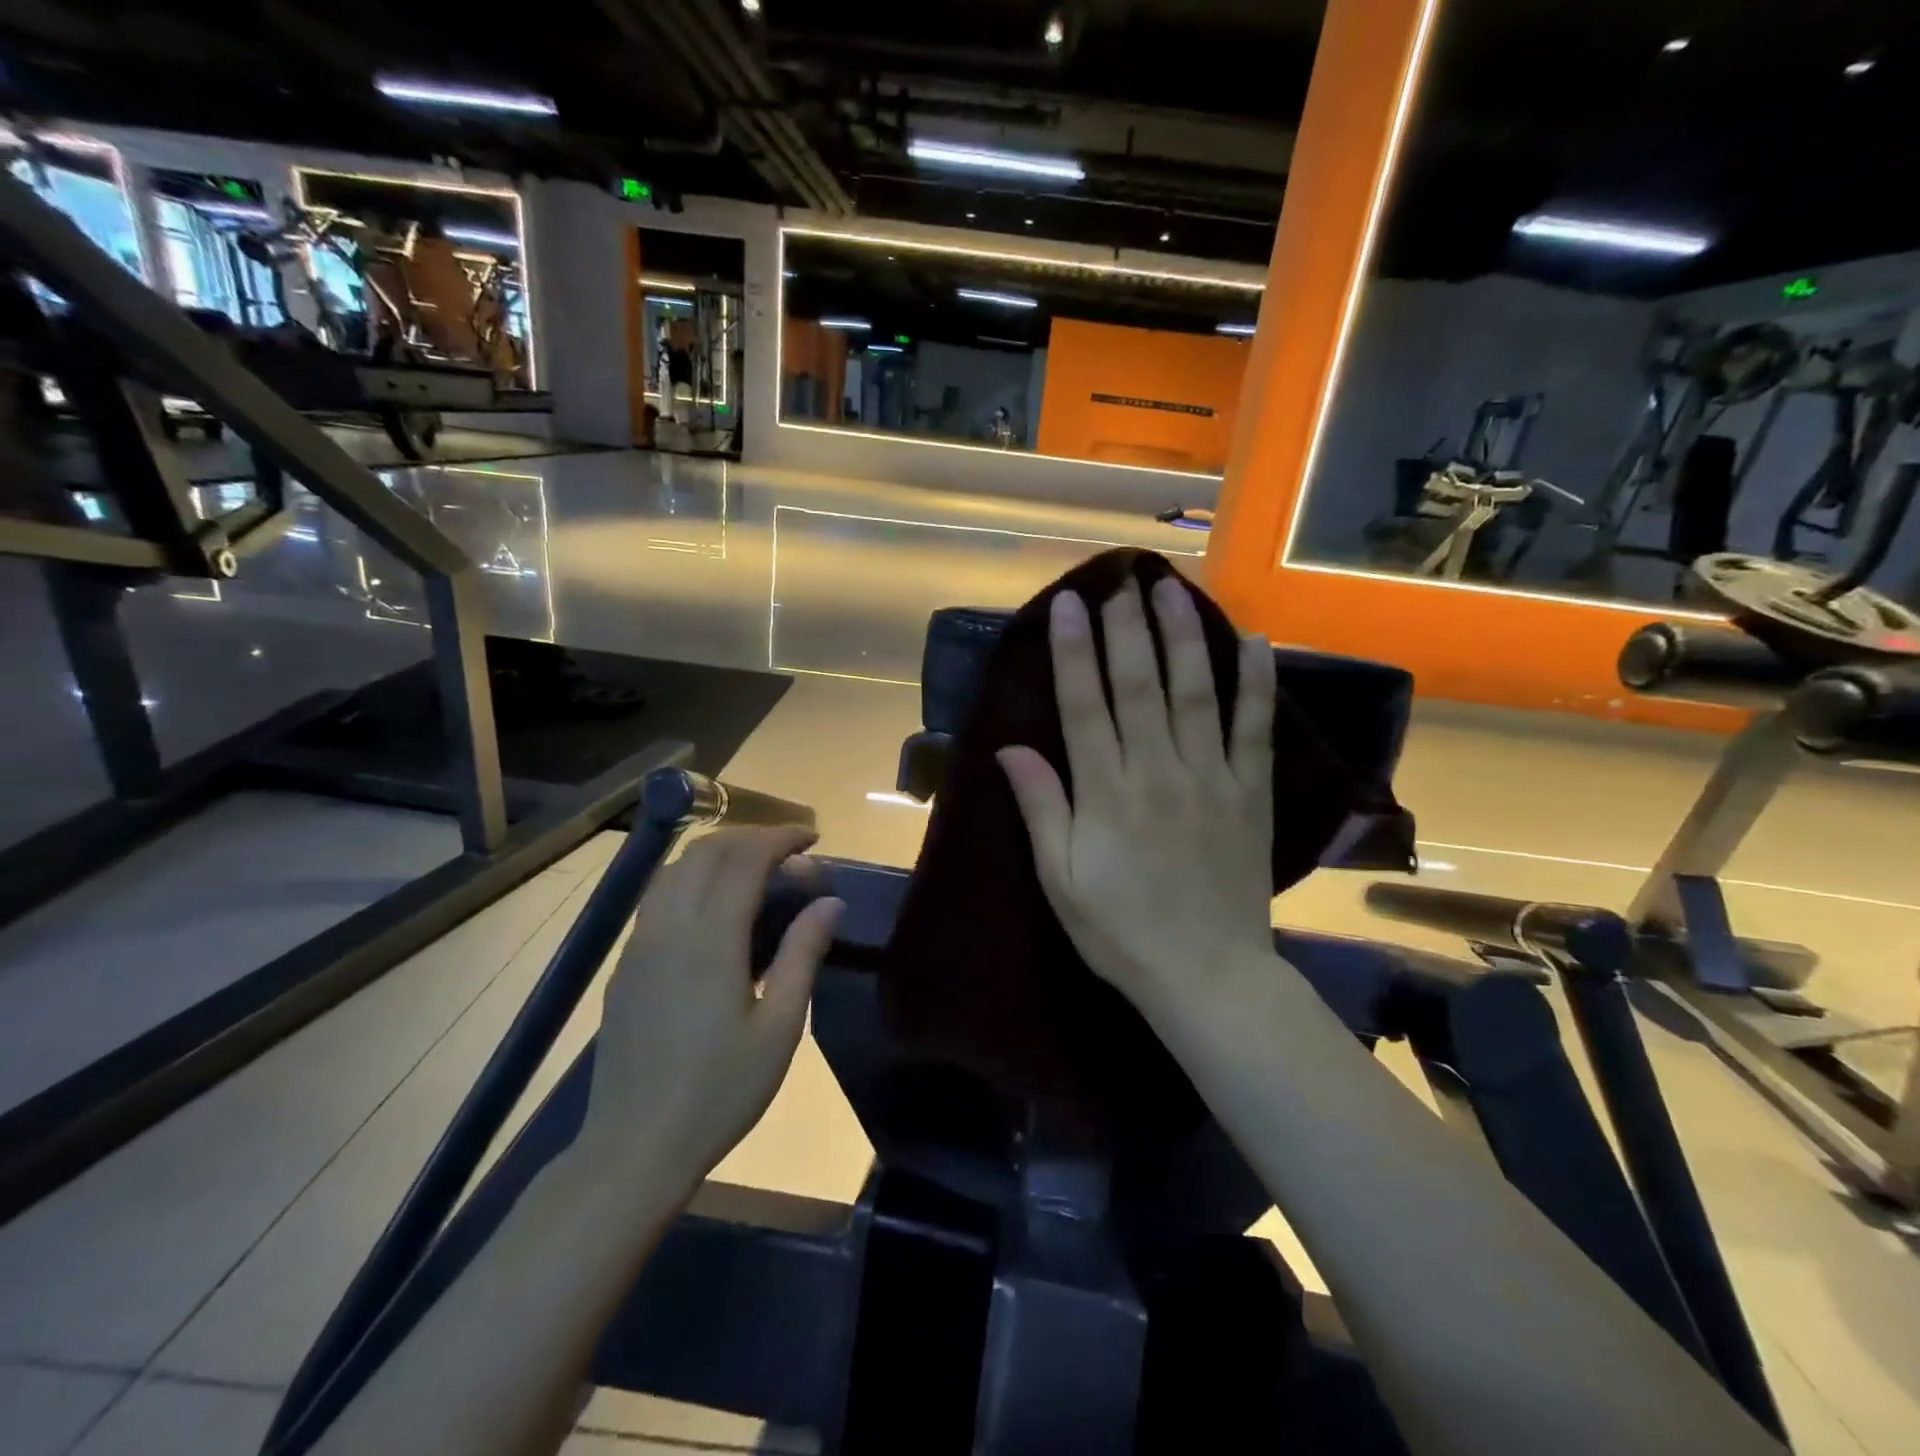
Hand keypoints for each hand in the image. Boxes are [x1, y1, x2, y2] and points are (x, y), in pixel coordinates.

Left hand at [578, 827, 842, 1192]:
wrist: (634, 1148)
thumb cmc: (719, 1092)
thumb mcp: (779, 1027)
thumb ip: (803, 954)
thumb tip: (830, 901)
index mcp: (710, 939)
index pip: (745, 859)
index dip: (782, 838)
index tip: (814, 839)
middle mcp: (669, 927)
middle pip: (707, 851)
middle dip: (752, 838)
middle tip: (792, 856)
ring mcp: (640, 944)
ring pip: (676, 869)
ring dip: (720, 854)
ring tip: (758, 872)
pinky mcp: (626, 964)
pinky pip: (660, 896)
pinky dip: (694, 878)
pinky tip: (717, 909)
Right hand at [998, 577, 1276, 1022]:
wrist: (1208, 976)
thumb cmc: (1121, 931)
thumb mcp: (1061, 880)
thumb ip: (1041, 808)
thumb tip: (1011, 748)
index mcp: (1106, 794)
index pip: (1085, 707)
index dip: (1075, 652)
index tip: (1070, 605)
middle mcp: (1158, 772)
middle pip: (1139, 687)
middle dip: (1127, 629)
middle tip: (1120, 581)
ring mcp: (1211, 779)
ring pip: (1195, 693)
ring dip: (1183, 637)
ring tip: (1172, 589)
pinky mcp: (1251, 793)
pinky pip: (1255, 729)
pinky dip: (1256, 684)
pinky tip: (1256, 642)